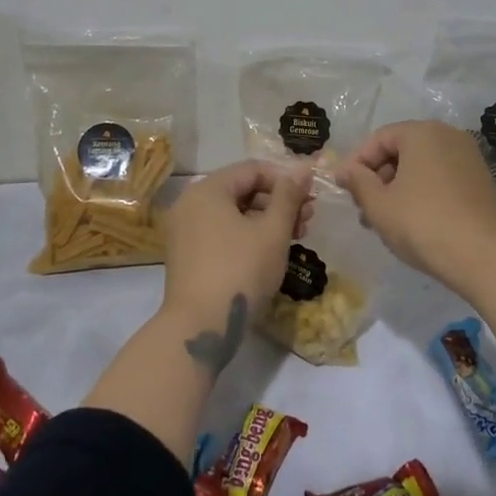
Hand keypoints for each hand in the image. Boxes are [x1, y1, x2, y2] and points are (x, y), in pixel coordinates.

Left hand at [163, 158, 313, 328]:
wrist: (199, 327)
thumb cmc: (240, 270)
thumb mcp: (272, 231)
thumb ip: (289, 195)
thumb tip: (303, 167)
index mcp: (207, 189)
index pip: (252, 170)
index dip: (285, 179)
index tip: (311, 196)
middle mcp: (190, 203)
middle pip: (241, 190)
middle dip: (278, 201)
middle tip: (308, 218)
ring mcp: (184, 230)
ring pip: (232, 213)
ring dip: (266, 219)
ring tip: (296, 236)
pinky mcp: (186, 255)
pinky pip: (220, 232)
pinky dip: (246, 235)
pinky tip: (270, 250)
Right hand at [335, 121, 495, 288]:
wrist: (486, 257)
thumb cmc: (423, 224)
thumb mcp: (379, 205)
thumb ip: (358, 182)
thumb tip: (346, 170)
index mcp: (421, 132)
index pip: (378, 139)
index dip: (356, 163)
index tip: (343, 189)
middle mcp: (448, 135)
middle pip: (401, 150)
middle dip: (378, 178)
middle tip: (363, 208)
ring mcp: (469, 157)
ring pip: (421, 166)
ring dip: (398, 188)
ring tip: (384, 221)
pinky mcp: (481, 180)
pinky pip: (441, 178)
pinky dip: (422, 192)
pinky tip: (413, 222)